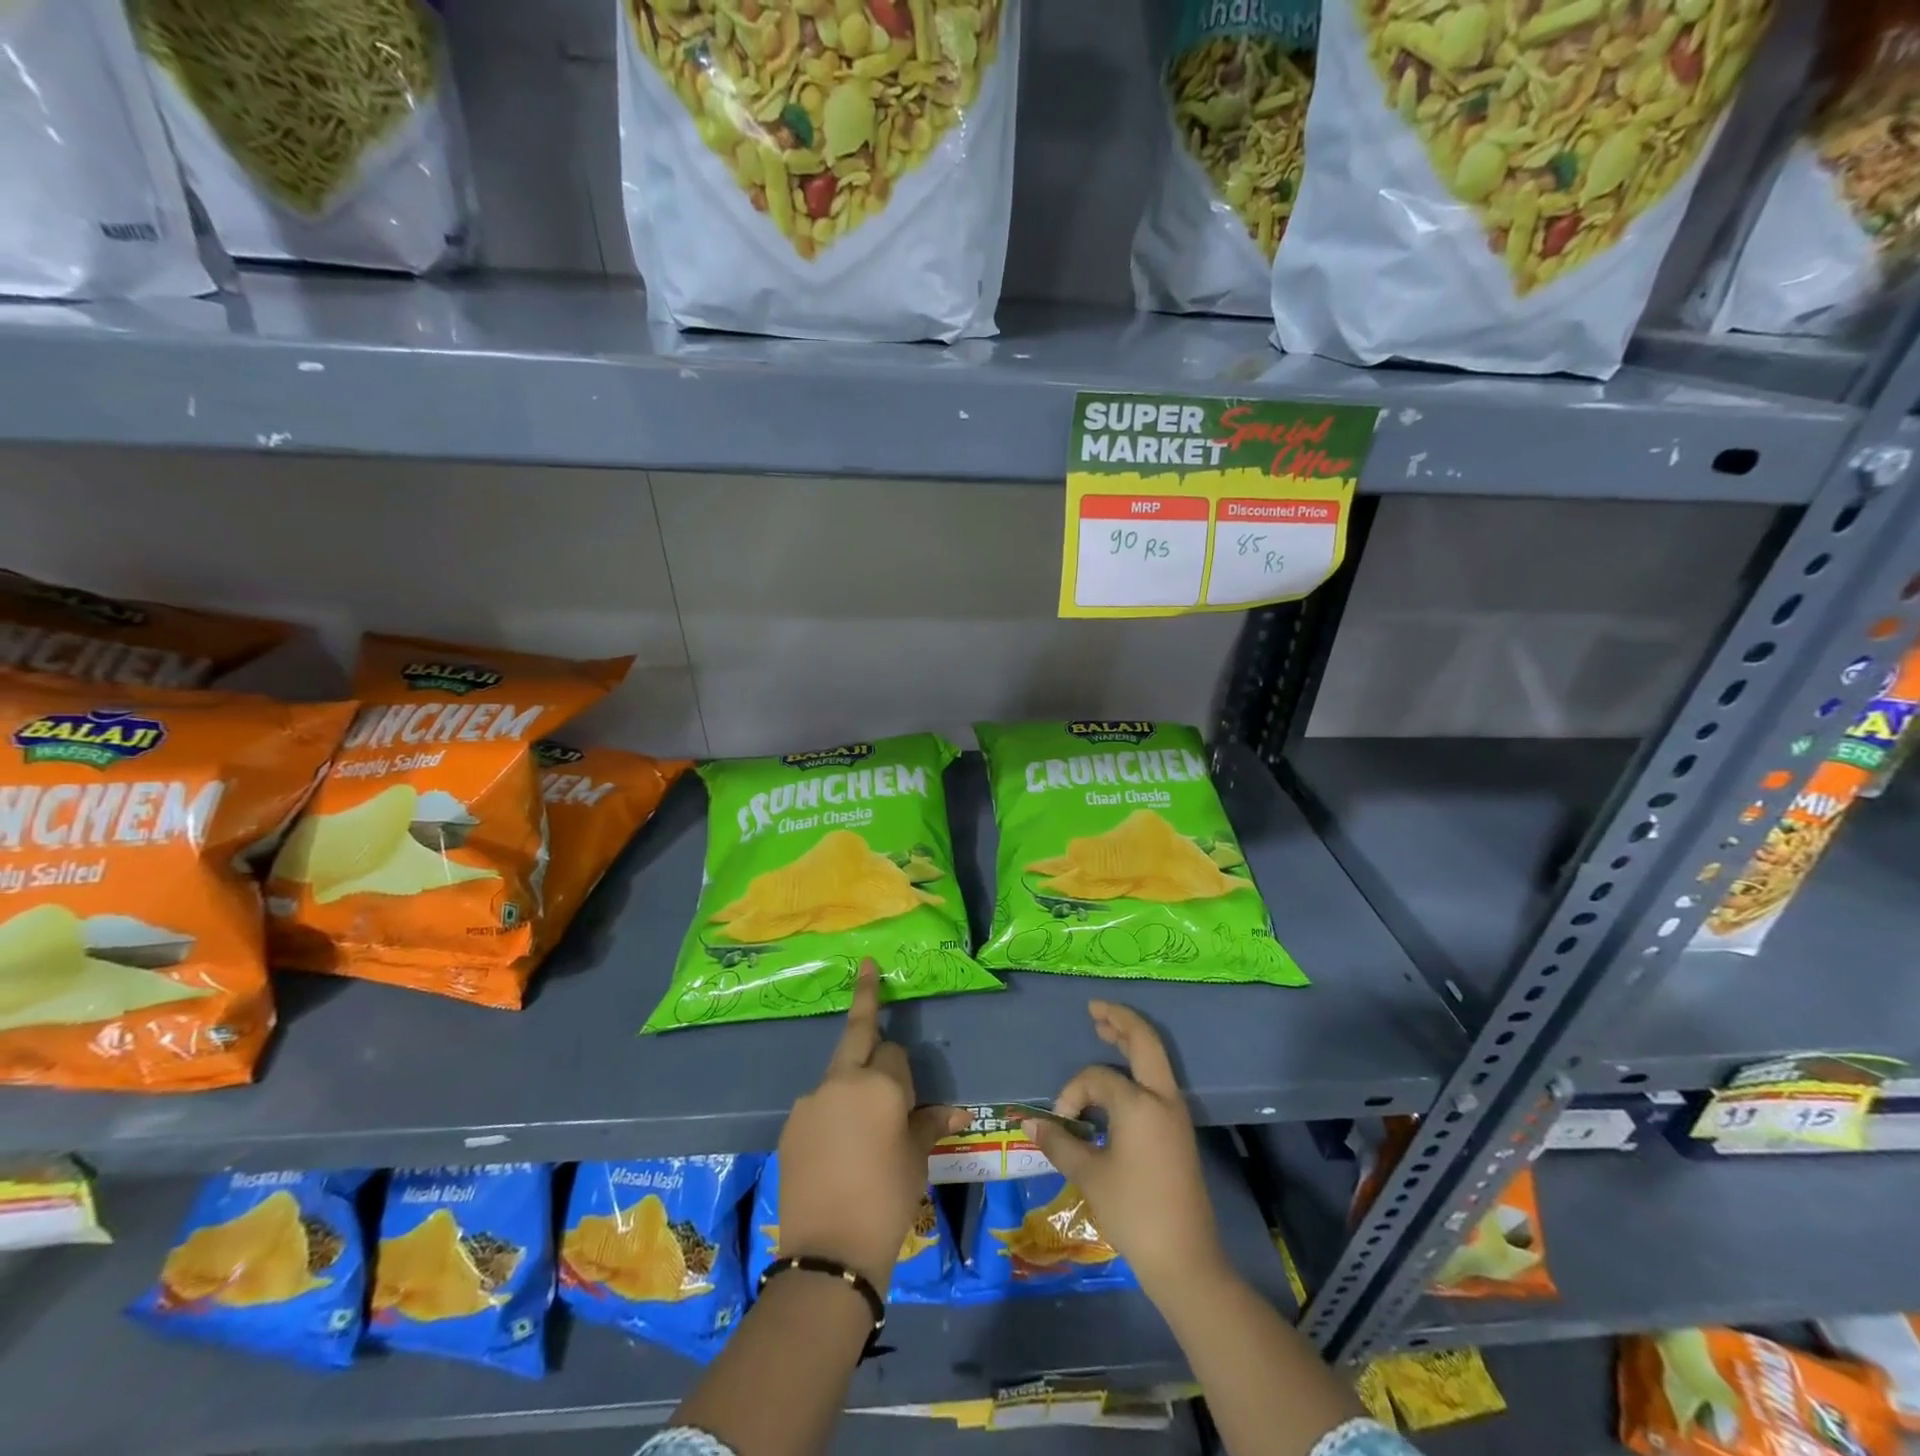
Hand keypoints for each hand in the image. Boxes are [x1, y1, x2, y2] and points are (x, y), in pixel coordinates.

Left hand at [776, 959, 966, 1292]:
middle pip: (858, 1033)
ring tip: (860, 1131)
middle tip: (867, 967)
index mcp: (879, 1084)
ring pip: (839, 1073)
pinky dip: (832, 1110)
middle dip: (866, 997)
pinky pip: (820, 1104)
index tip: (909, 1099)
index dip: (904, 1073)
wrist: (829, 1254)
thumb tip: (957, 1110)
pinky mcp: (791, 1123)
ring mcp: (811, 1100)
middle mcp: (842, 1080)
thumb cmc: (886, 1201)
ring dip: (852, 1082)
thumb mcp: (916, 1159)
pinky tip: (837, 1148)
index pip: (895, 1052)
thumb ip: (929, 1123)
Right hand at [1025, 1001, 1226, 1298]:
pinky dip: (1138, 1066)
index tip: (1061, 1122)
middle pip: (1144, 1042)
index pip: (1097, 1078)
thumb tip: (1030, 1123)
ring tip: (1107, 1028)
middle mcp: (1162, 1099)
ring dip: (1131, 1041)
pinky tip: (1121, 1075)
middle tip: (1095, 1009)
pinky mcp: (1178, 1131)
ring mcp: (1175, 1114)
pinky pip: (1157, 1082)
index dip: (1073, 1092)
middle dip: (1119, 1021)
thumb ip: (1060, 1143)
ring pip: (1155, 1060)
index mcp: (1140, 1103)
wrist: (1186, 1260)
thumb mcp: (1090, 1176)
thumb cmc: (1134, 1212)